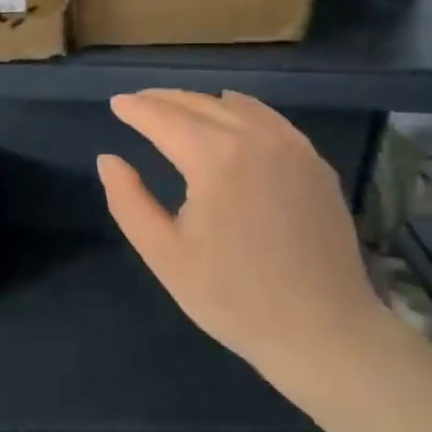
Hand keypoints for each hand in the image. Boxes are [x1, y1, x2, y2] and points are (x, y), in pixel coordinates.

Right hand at [97, 89, 387, 399]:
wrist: (323, 331)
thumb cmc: (234, 298)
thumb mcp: (165, 256)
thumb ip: (128, 201)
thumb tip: (108, 159)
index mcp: (215, 158)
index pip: (164, 118)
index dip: (136, 109)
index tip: (116, 103)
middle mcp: (256, 137)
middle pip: (199, 103)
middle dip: (164, 100)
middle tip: (138, 103)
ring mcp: (292, 146)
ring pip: (236, 106)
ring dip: (200, 103)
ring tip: (176, 109)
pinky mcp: (315, 162)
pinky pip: (269, 120)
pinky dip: (240, 111)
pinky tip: (230, 118)